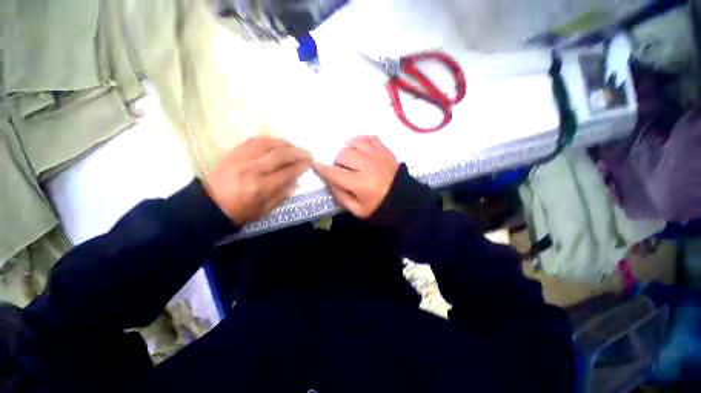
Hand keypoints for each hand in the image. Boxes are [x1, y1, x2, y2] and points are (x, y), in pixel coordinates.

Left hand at [205, 136, 311, 224]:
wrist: (209, 204)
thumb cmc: (240, 211)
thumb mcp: (264, 210)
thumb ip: (282, 194)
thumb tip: (297, 181)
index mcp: (261, 187)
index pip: (287, 172)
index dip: (301, 166)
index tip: (310, 163)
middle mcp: (252, 169)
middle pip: (280, 155)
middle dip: (297, 153)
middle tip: (307, 154)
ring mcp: (242, 157)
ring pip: (269, 143)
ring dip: (286, 144)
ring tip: (295, 147)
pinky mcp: (234, 151)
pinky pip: (255, 140)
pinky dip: (270, 139)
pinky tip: (278, 142)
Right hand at [313, 136, 399, 218]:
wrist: (404, 200)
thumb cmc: (379, 207)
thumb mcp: (357, 210)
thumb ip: (340, 195)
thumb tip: (328, 179)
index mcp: (361, 184)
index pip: (335, 173)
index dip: (322, 170)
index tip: (316, 166)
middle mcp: (368, 166)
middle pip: (342, 154)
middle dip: (338, 163)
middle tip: (343, 171)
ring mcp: (378, 155)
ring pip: (353, 143)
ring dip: (348, 151)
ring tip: (352, 161)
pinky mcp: (385, 150)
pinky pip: (368, 137)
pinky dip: (360, 141)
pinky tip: (359, 149)